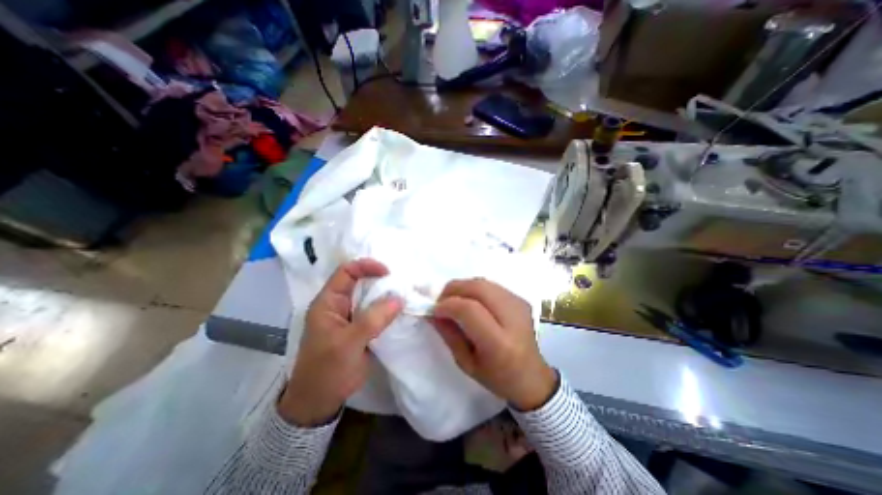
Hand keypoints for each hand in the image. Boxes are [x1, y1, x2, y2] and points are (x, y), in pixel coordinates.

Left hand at [279, 258, 402, 425]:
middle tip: (401, 283)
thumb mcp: (348, 343)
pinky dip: (387, 309)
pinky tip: (400, 310)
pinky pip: (375, 312)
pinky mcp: (360, 328)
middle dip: (380, 280)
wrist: (320, 402)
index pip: (347, 272)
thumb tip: (399, 298)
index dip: (366, 266)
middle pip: (360, 282)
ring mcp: (350, 317)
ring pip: (369, 297)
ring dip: (386, 295)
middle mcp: (339, 305)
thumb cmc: (327, 370)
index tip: (388, 273)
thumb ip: (373, 319)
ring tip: (404, 294)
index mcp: (328, 302)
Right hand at [430, 279, 556, 408]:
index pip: (470, 309)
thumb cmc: (497, 377)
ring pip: (484, 282)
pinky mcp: (521, 299)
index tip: (435, 310)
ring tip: (453, 299)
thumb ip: (449, 334)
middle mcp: (513, 318)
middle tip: (441, 299)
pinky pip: (491, 285)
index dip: (448, 305)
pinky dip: (474, 288)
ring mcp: (519, 305)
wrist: (532, 376)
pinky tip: (470, 300)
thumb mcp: (466, 363)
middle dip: (454, 289)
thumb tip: (433, 312)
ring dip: (463, 286)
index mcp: (500, 343)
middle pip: (479, 288)